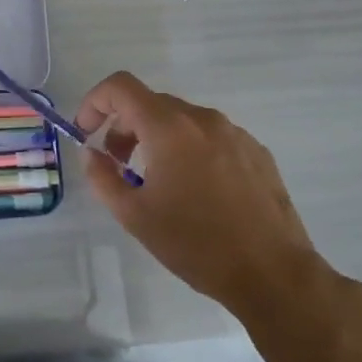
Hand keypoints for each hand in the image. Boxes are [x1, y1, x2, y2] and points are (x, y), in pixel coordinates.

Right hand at [75, 72, 320, 321]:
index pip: (121, 86)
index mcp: (169, 127)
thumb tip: (91, 153)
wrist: (274, 275)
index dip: (95, 102)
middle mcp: (202, 119)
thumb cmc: (196, 244)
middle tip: (118, 165)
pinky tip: (197, 191)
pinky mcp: (257, 152)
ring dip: (157, 138)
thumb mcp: (134, 216)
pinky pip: (211, 137)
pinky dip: (190, 150)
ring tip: (158, 182)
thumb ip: (102, 177)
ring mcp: (234, 133)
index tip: (87, 133)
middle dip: (125, 127)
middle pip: (151, 103)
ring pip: (182, 120)